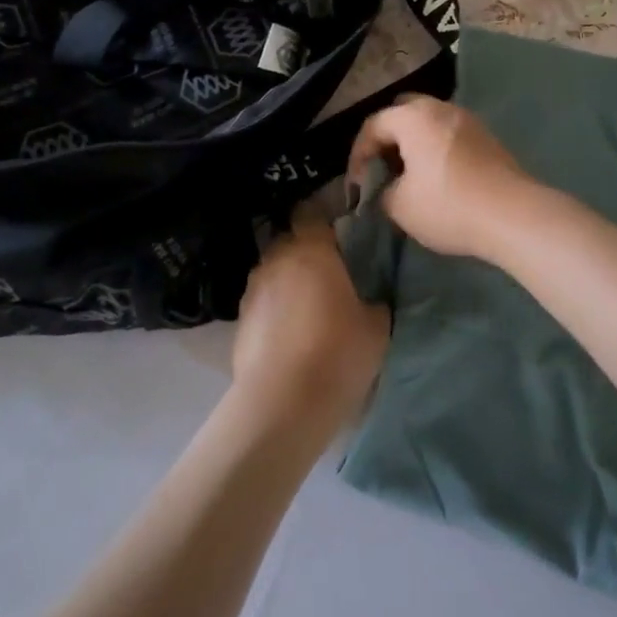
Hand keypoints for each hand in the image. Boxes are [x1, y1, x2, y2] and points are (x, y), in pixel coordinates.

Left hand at [231, 221, 387, 427]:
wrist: (282, 404)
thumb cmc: (337, 354)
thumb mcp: (376, 326)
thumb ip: (373, 299)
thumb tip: (369, 296)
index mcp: (311, 250)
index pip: (310, 212)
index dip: (323, 216)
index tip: (340, 230)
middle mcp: (277, 259)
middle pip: (290, 240)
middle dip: (306, 250)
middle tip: (330, 271)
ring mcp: (253, 289)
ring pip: (273, 270)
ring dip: (288, 279)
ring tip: (308, 304)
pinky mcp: (239, 319)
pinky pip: (262, 300)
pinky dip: (274, 307)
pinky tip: (290, 331)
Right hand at [347, 95, 536, 259]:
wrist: (514, 215)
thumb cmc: (448, 205)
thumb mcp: (399, 206)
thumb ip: (382, 191)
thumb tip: (386, 188)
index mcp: (413, 117)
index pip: (372, 126)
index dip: (358, 155)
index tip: (357, 186)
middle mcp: (440, 108)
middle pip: (402, 113)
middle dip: (386, 140)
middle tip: (381, 169)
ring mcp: (468, 120)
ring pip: (429, 123)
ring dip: (413, 144)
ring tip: (408, 176)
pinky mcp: (487, 137)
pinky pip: (449, 135)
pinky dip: (435, 149)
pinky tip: (437, 178)